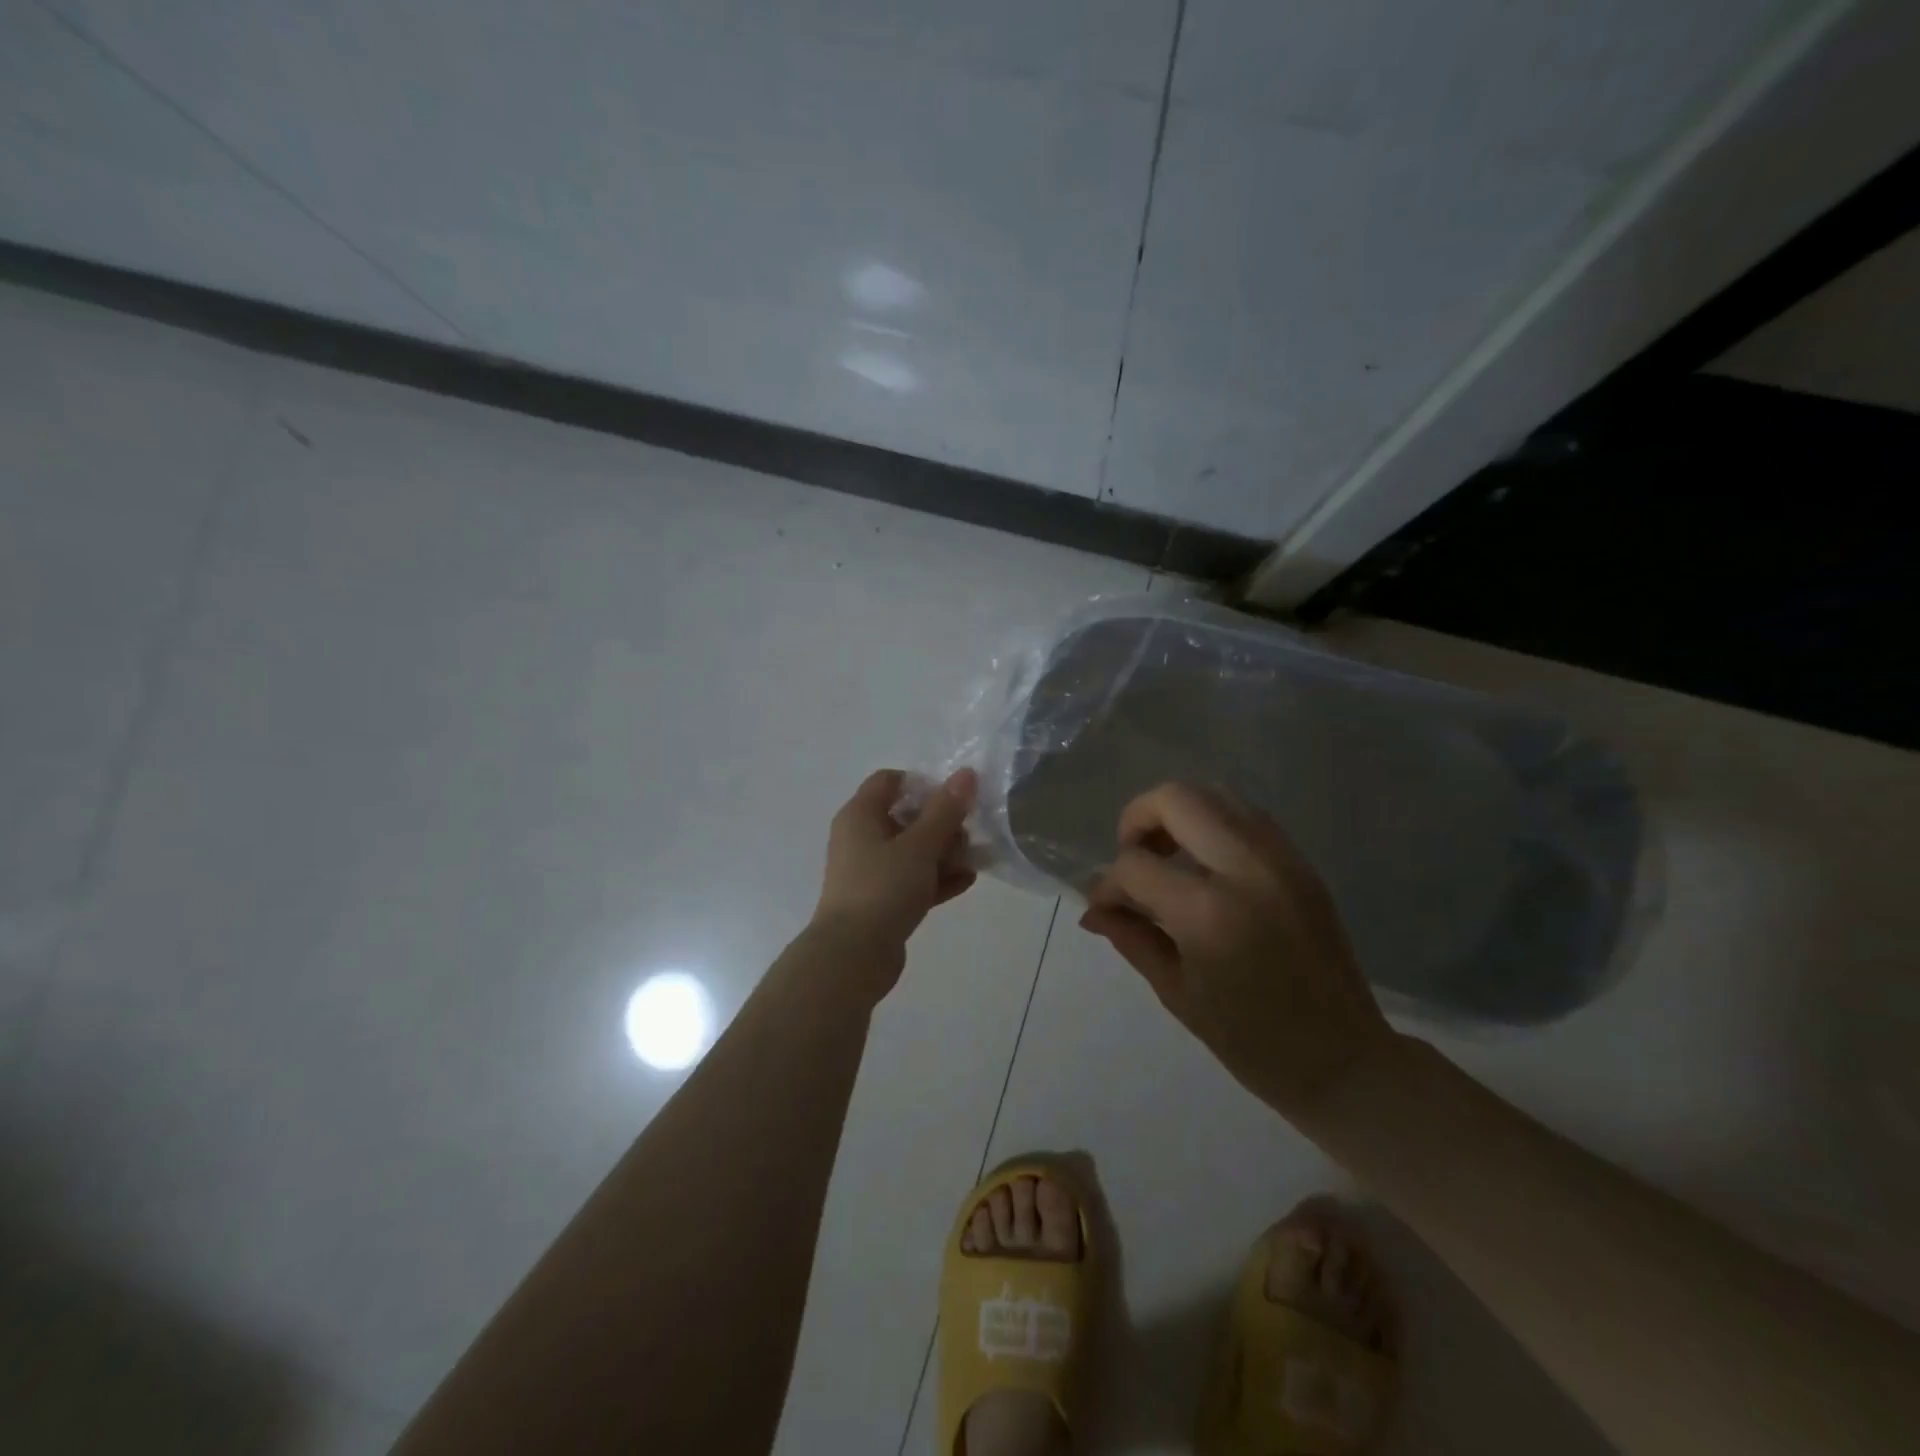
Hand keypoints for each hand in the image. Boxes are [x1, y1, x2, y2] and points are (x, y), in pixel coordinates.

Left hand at [810, 768, 977, 993]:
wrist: (853, 956)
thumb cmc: (883, 888)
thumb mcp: (919, 845)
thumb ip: (945, 810)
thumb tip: (966, 774)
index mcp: (860, 815)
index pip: (890, 781)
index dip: (923, 784)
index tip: (953, 798)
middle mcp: (861, 838)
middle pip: (906, 816)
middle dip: (941, 823)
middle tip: (968, 835)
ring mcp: (870, 872)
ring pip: (912, 851)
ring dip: (943, 853)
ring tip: (974, 860)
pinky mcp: (881, 901)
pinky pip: (912, 880)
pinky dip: (936, 878)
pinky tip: (967, 882)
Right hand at [1081, 782, 1393, 1117]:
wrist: (1344, 1061)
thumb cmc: (1251, 1041)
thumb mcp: (1177, 992)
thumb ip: (1131, 937)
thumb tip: (1094, 909)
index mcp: (1209, 913)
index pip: (1136, 866)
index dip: (1108, 884)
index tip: (1105, 907)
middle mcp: (1246, 869)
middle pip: (1177, 799)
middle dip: (1139, 819)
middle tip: (1134, 857)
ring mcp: (1281, 860)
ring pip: (1216, 795)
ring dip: (1179, 815)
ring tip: (1168, 856)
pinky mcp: (1302, 864)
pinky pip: (1247, 818)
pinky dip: (1214, 825)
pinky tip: (1205, 865)